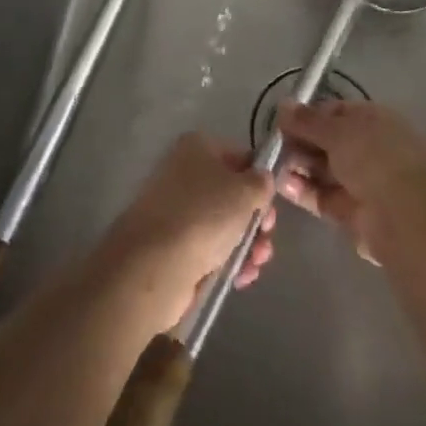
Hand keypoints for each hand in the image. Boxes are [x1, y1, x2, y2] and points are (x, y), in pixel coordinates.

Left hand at [104, 134, 275, 326]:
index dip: (260, 181)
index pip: (240, 157)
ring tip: (256, 263)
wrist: (153, 265)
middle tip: (265, 237)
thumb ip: (262, 183)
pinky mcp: (172, 246)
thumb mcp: (246, 191)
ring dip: (247, 244)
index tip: (271, 205)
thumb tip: (261, 181)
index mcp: (198, 148)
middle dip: (256, 220)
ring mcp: (176, 211)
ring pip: (223, 225)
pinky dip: (228, 261)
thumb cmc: (205, 215)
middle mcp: (184, 173)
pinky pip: (209, 249)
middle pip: (233, 194)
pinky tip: (241, 277)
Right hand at [277, 101, 425, 264]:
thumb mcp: (337, 131)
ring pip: (322, 169)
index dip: (308, 115)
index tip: (281, 120)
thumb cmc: (373, 158)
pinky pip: (321, 195)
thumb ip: (307, 121)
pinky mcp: (349, 211)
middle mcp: (367, 148)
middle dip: (300, 141)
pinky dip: (302, 190)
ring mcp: (360, 181)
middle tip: (273, 144)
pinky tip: (282, 184)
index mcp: (372, 120)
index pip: (334, 112)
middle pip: (326, 141)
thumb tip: (283, 105)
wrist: (403, 216)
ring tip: (272, 165)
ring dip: (298, 165)